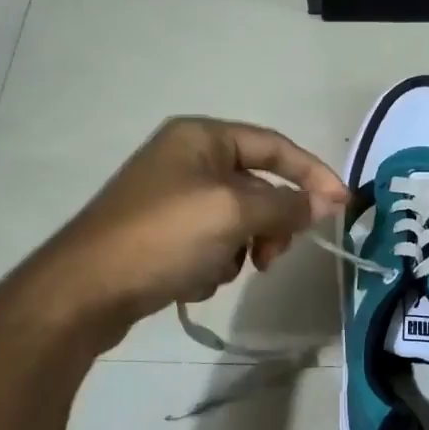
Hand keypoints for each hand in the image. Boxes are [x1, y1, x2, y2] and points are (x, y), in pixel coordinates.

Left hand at [51, 116, 347, 343]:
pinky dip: (212, 264)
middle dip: (270, 224)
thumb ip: (287, 204)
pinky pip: (211, 244)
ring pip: (238, 221)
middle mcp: (187, 159)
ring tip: (217, 271)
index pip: (276, 147)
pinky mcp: (162, 235)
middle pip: (258, 187)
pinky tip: (190, 281)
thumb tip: (329, 201)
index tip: (343, 206)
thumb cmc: (163, 237)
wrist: (85, 292)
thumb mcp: (233, 213)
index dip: (314, 174)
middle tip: (271, 257)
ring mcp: (172, 198)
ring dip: (239, 249)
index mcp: (202, 137)